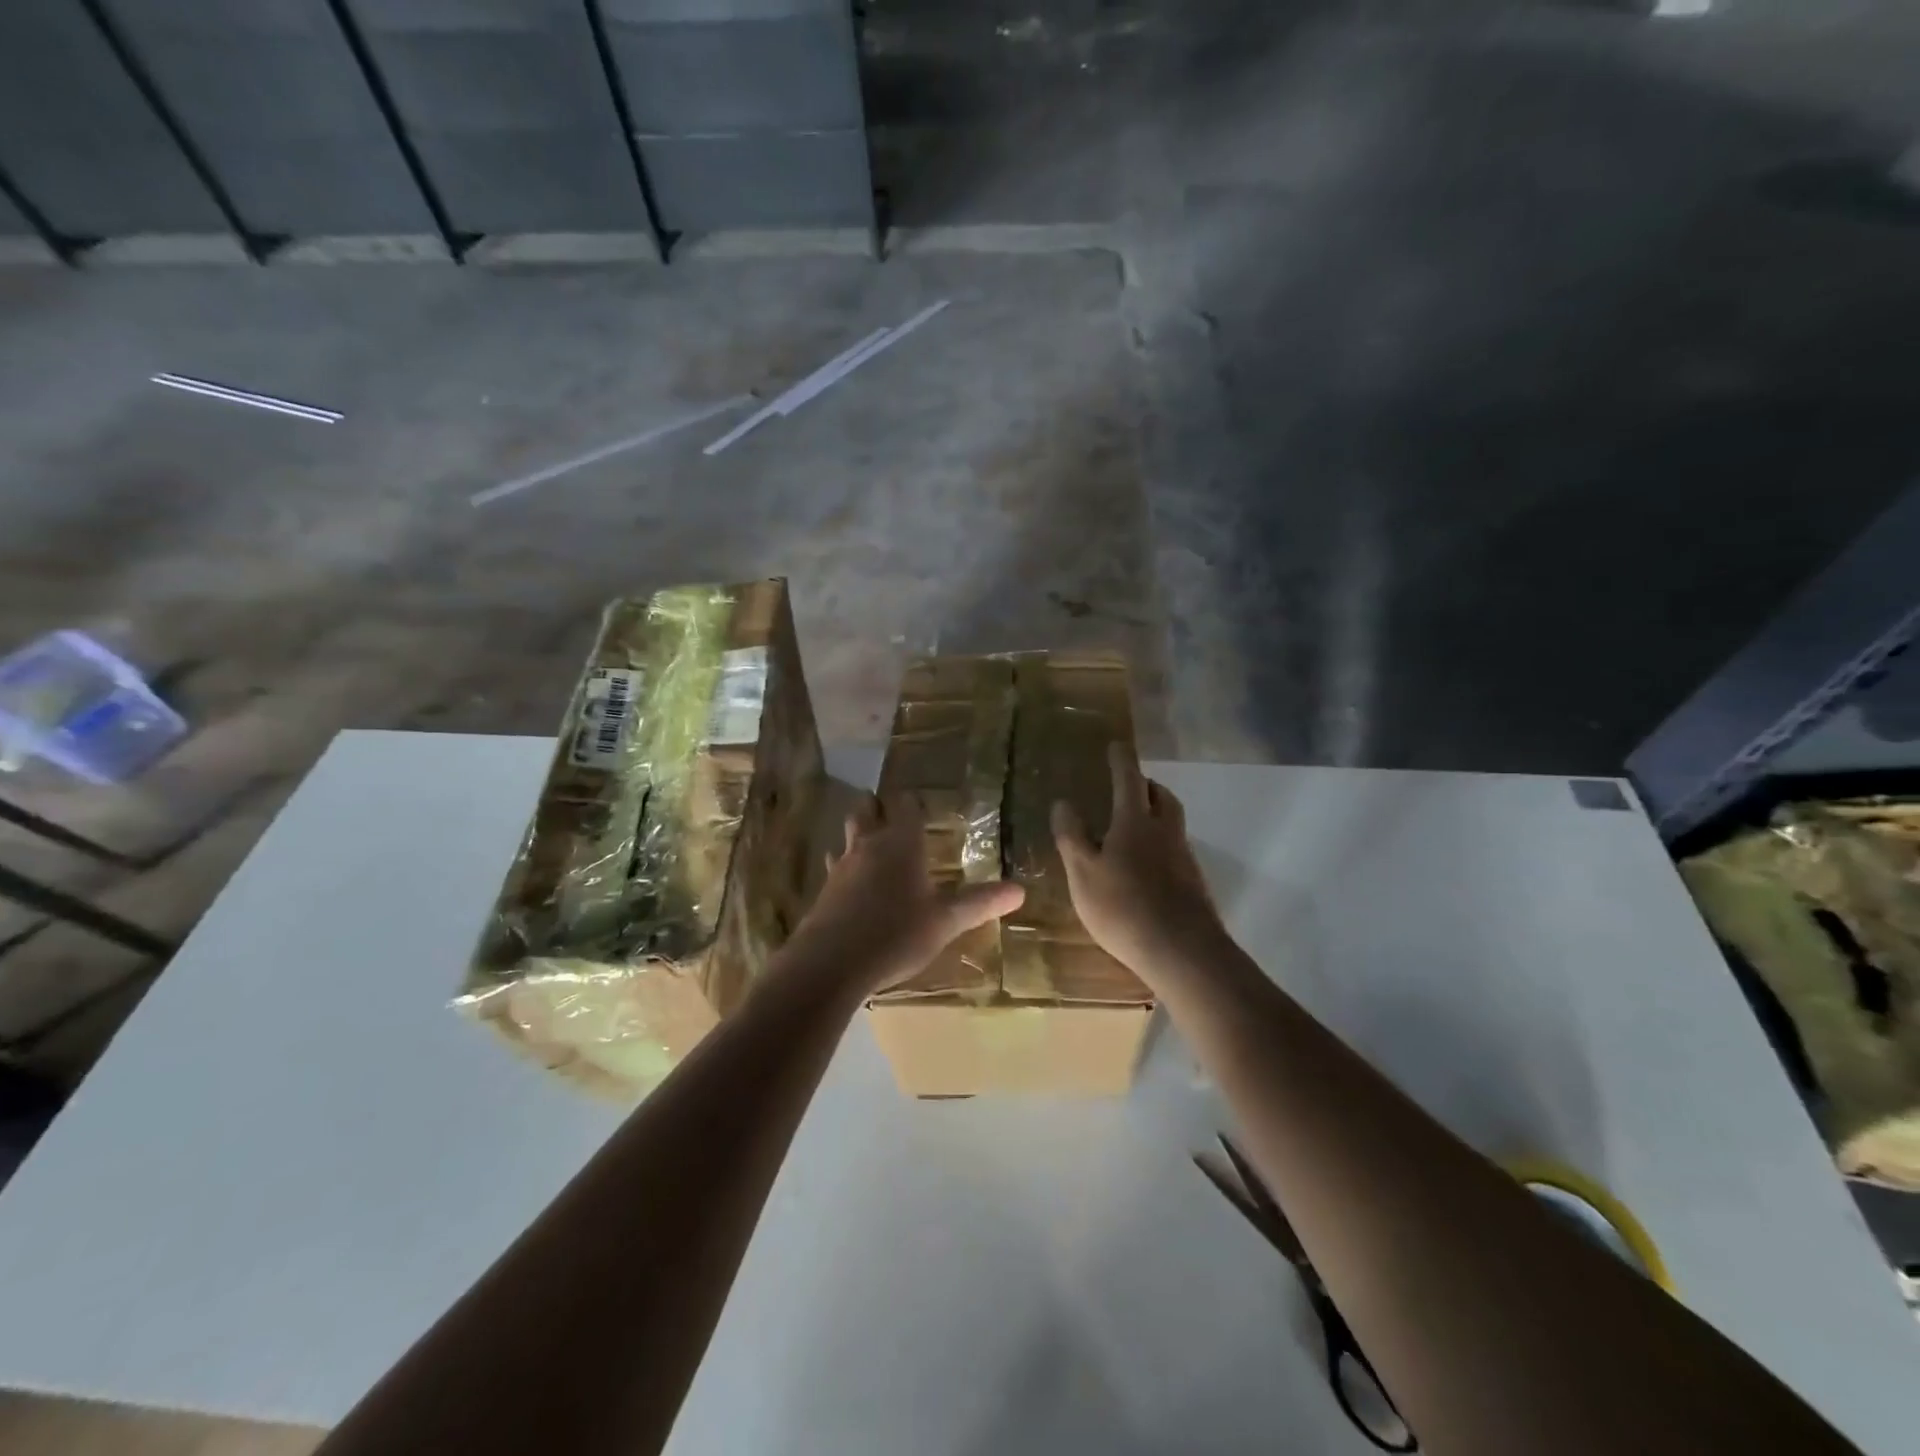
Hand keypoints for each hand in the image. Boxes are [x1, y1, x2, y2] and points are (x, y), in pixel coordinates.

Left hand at [788, 792, 1024, 995]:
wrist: (831, 963)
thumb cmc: (896, 934)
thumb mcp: (945, 921)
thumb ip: (980, 903)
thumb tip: (1020, 890)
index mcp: (901, 844)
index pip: (906, 806)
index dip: (913, 802)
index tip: (920, 803)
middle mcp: (868, 846)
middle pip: (866, 810)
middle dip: (877, 806)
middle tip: (888, 810)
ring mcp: (841, 866)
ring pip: (847, 835)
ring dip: (857, 832)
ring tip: (869, 839)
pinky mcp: (824, 891)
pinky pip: (834, 865)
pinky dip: (844, 865)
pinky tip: (850, 882)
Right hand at [1052, 744, 1229, 983]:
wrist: (1182, 951)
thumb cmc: (1123, 907)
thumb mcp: (1082, 873)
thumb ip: (1072, 836)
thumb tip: (1063, 802)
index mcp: (1135, 822)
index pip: (1128, 779)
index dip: (1121, 760)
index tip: (1116, 746)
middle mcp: (1165, 831)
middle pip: (1161, 796)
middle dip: (1146, 785)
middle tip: (1130, 786)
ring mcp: (1184, 857)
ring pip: (1172, 822)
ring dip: (1157, 813)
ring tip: (1135, 826)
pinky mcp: (1194, 883)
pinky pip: (1177, 849)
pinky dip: (1162, 844)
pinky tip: (1148, 868)